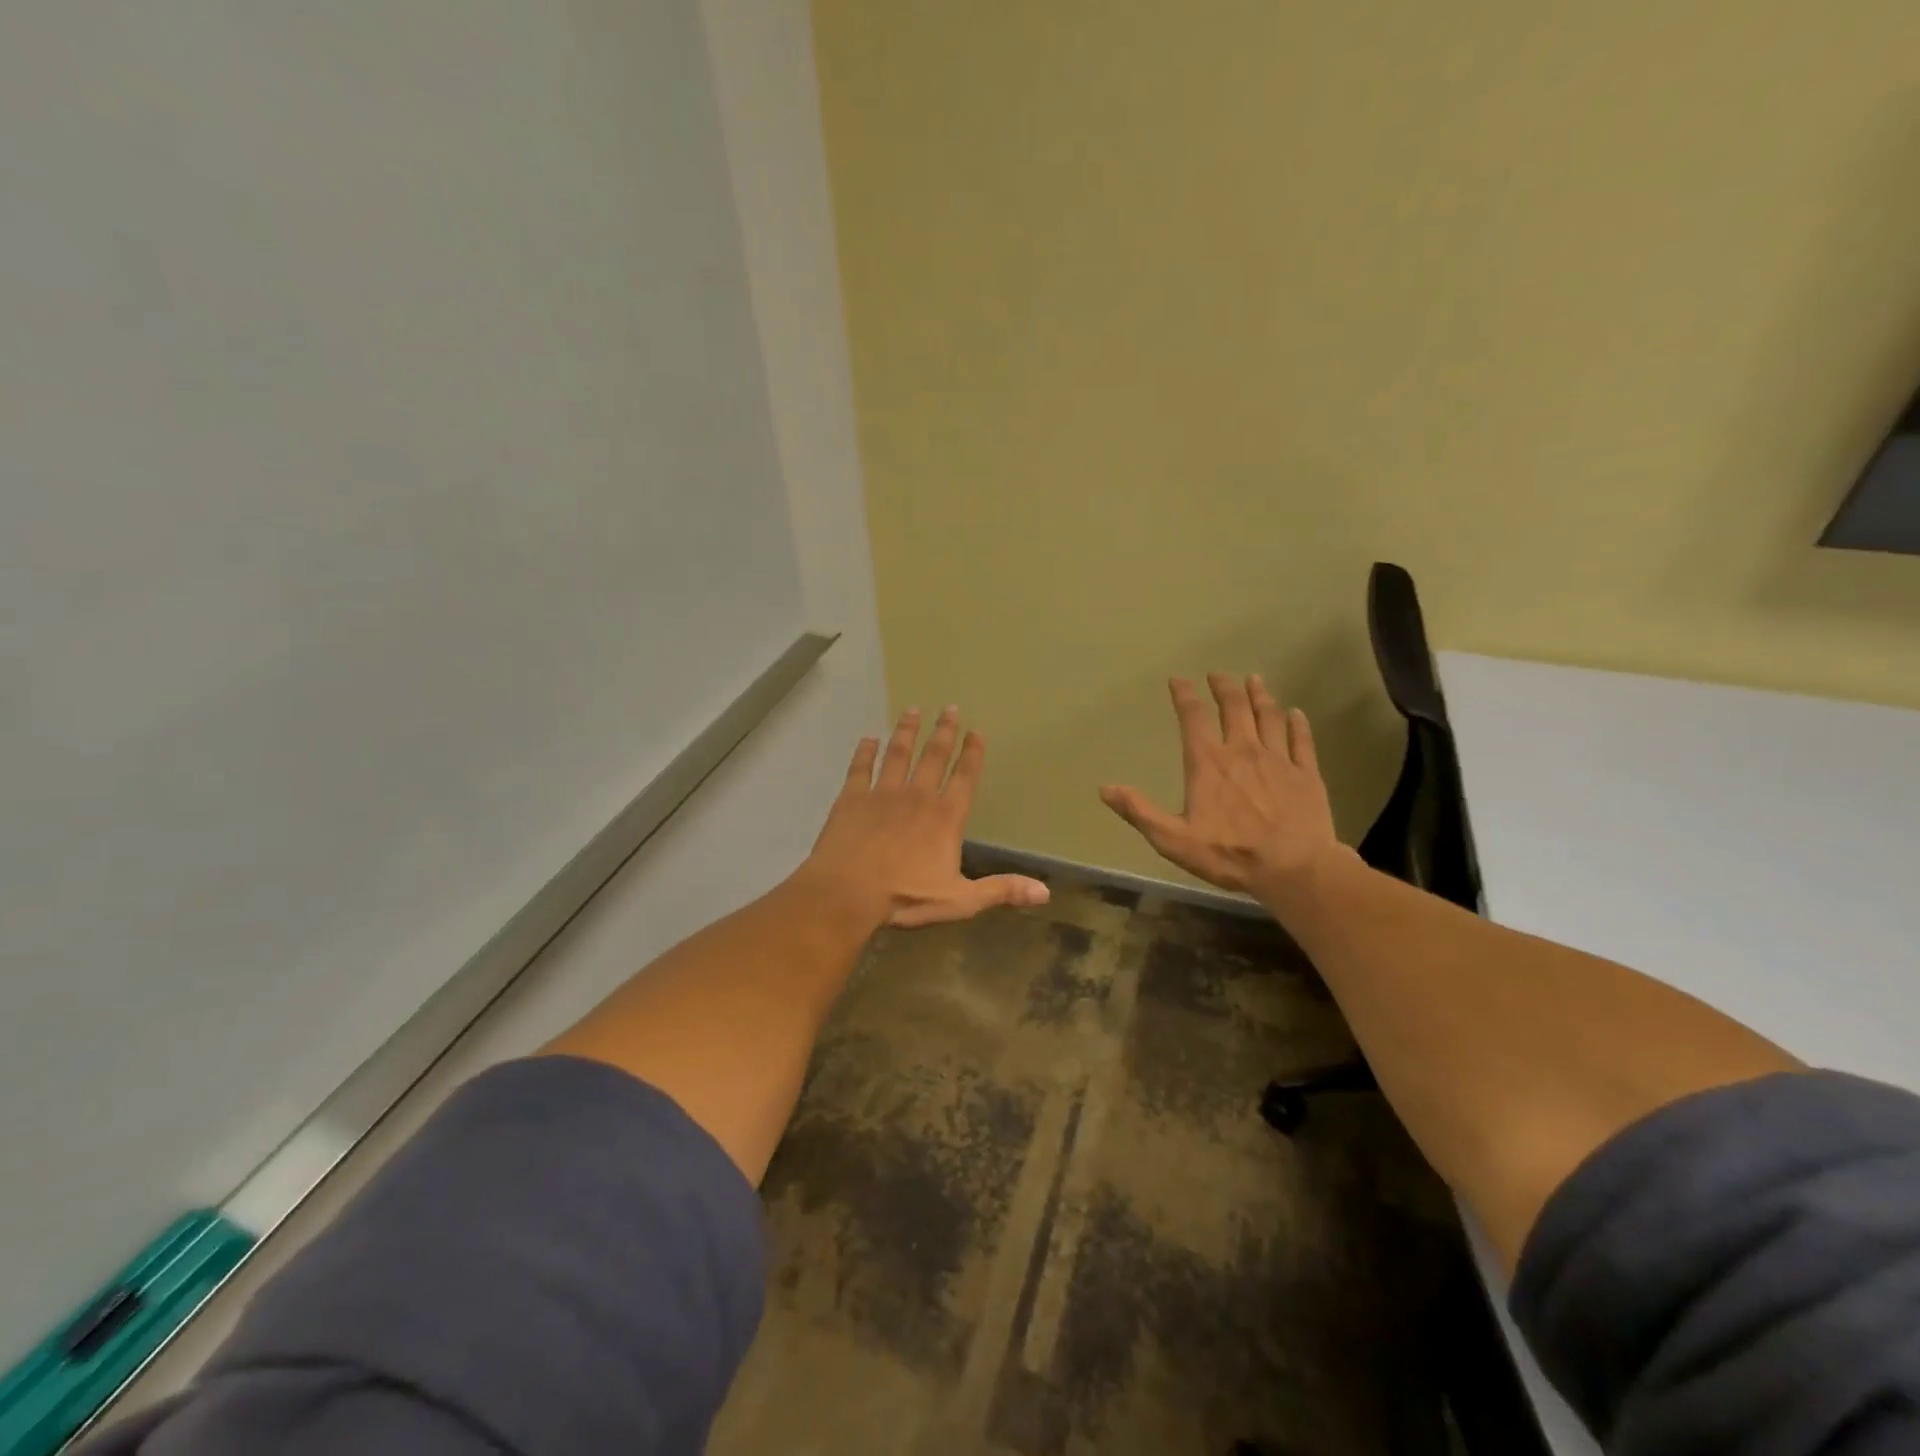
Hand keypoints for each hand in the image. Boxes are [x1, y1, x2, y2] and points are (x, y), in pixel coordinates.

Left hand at [799, 707, 1050, 929]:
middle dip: (944, 732)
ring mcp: (883, 794)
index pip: (964, 778)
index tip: (976, 731)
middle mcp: (918, 796)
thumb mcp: (961, 900)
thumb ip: (1001, 890)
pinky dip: (864, 752)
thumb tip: (1045, 892)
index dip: (972, 754)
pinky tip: (868, 738)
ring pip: (898, 754)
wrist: (848, 892)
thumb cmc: (906, 897)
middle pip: (933, 757)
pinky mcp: (852, 798)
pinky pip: (860, 768)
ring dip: (906, 732)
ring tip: (913, 710)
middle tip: (949, 708)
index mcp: (946, 817)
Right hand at [1100, 674, 1346, 898]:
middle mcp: (1243, 750)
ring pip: (1269, 716)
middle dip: (1223, 687)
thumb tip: (1104, 788)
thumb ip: (1139, 811)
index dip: (1184, 695)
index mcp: (1208, 763)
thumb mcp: (1173, 840)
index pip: (1193, 718)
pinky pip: (1301, 740)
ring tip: (1254, 680)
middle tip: (1217, 674)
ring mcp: (1279, 759)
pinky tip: (1296, 713)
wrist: (1295, 869)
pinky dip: (1297, 723)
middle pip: (1234, 707)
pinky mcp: (1306, 773)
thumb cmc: (1230, 854)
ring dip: (1259, 695)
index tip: (1178, 679)